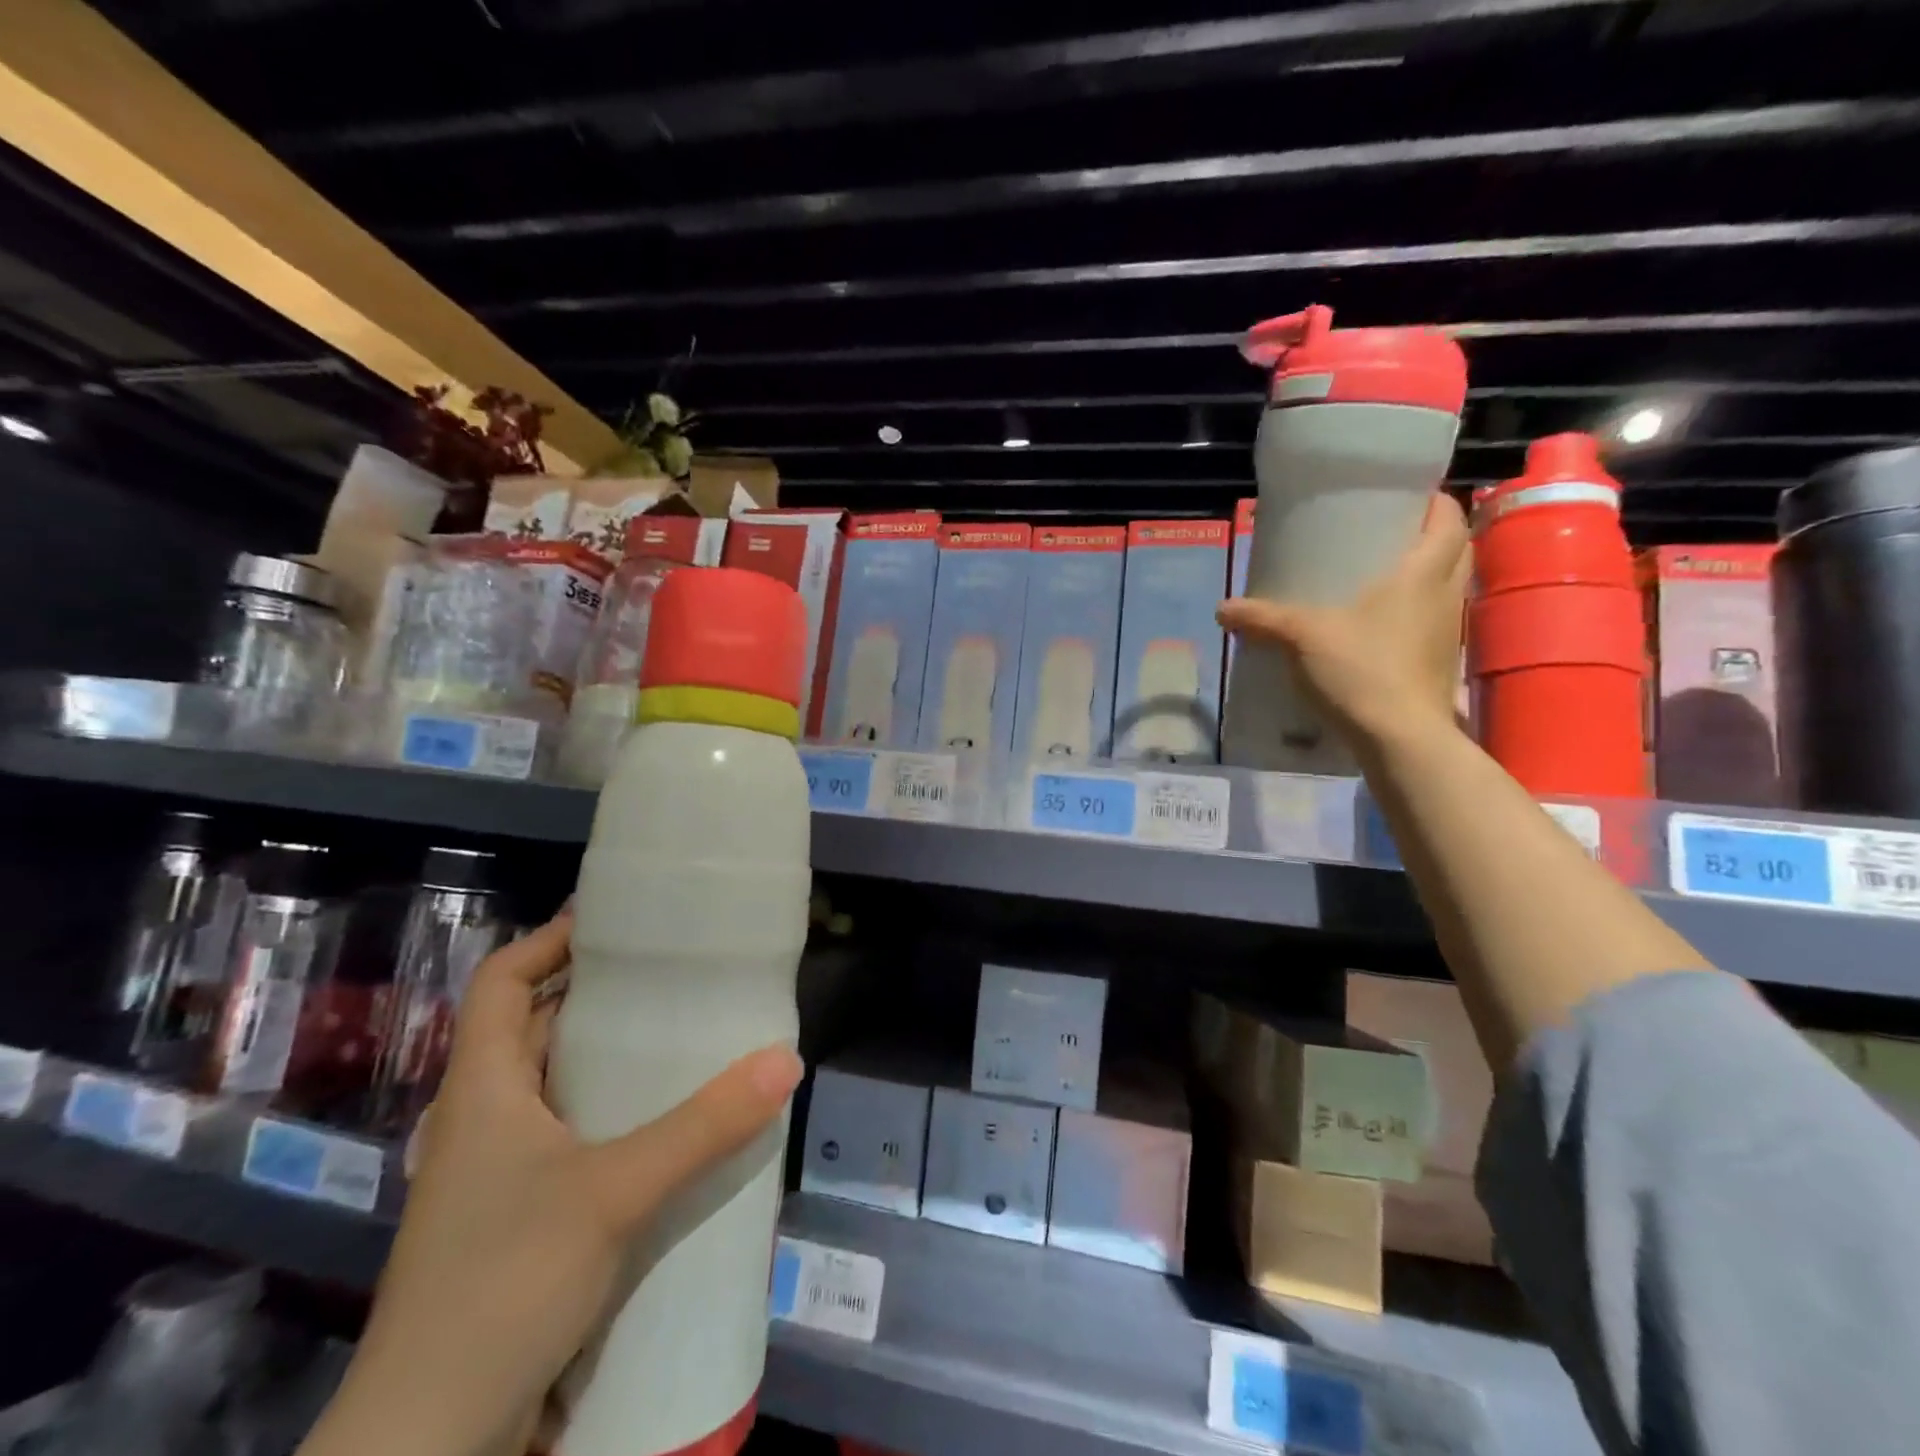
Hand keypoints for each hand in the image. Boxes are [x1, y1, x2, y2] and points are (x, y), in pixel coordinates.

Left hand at [301, 913, 803, 1455]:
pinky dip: (615, 1112)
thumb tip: (785, 1059)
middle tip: (672, 968)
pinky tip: (667, 1120)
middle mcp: (484, 1117)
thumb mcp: (611, 1194)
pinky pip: (573, 1135)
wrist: (429, 1444)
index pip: (501, 981)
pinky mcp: (522, 1216)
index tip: (616, 918)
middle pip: (535, 1025)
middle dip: (597, 992)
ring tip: (682, 1030)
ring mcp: (500, 1172)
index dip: (550, 940)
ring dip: (610, 1054)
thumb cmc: (501, 1286)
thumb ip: (702, 1127)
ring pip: (557, 1084)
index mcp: (481, 1088)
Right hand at [1218, 492, 1470, 752]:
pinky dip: (1414, 611)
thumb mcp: (1301, 637)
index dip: (1432, 501)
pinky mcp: (1437, 661)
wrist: (1400, 737)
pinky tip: (1378, 625)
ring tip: (1380, 575)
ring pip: (1446, 585)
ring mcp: (1446, 630)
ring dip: (1425, 574)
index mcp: (1423, 572)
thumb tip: (1221, 608)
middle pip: (1456, 548)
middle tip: (1387, 534)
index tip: (1402, 498)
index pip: (1448, 518)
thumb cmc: (1361, 670)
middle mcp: (1444, 594)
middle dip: (1429, 534)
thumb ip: (1262, 618)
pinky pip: (1432, 620)